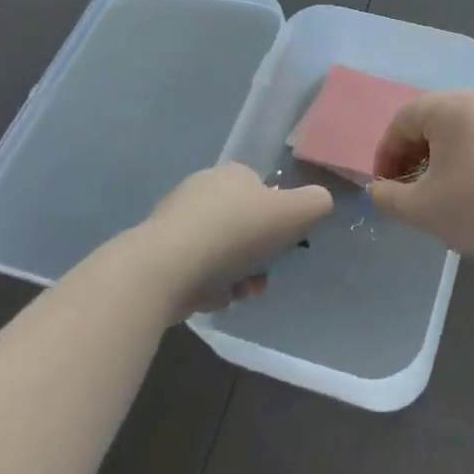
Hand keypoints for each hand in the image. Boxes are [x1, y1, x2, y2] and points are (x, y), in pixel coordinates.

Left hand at [132, 164, 331, 317]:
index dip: (277, 222)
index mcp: (233, 174)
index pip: (263, 192)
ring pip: (219, 251)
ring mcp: (175, 220)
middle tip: (260, 280)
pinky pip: (193, 270)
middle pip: (242, 226)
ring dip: (234, 276)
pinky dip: (206, 285)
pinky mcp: (155, 252)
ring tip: (237, 295)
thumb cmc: (236, 233)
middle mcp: (201, 189)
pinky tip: (210, 299)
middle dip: (255, 256)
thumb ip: (316, 202)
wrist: (166, 268)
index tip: (280, 248)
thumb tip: (317, 203)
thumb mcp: (296, 212)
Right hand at [369, 92, 473, 265]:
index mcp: (451, 107)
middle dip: (412, 155)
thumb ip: (387, 197)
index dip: (386, 154)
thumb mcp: (421, 209)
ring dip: (439, 157)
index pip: (403, 120)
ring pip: (459, 130)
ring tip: (437, 193)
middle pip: (431, 120)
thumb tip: (378, 190)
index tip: (384, 187)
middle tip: (407, 190)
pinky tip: (470, 190)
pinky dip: (466, 158)